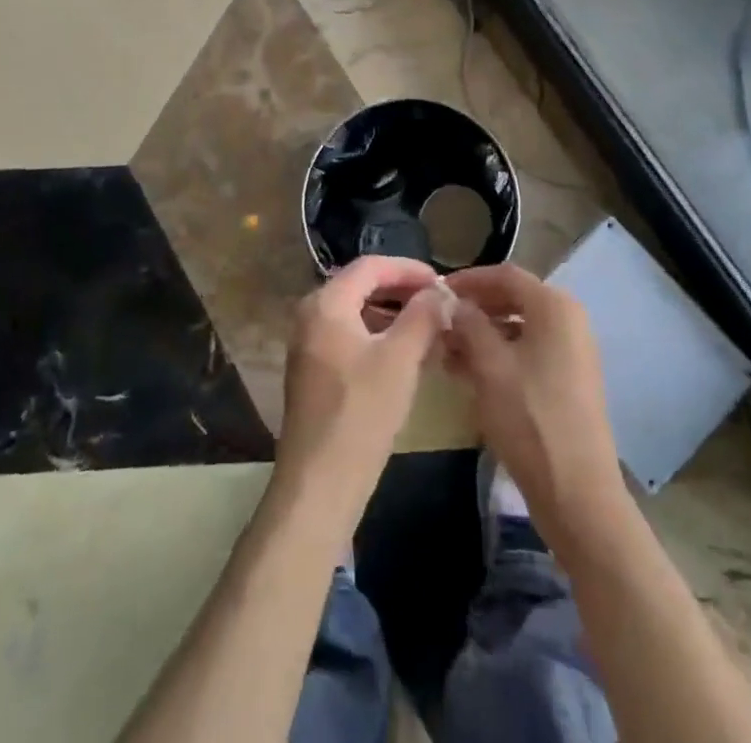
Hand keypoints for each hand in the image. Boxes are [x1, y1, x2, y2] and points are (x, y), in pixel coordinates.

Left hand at [275, 255, 447, 529]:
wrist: (319, 484)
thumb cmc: (361, 413)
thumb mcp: (401, 359)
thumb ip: (423, 316)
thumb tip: (440, 292)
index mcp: (326, 303)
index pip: (370, 266)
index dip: (409, 269)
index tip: (442, 282)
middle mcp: (311, 316)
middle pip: (362, 286)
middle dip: (402, 292)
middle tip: (439, 304)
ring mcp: (309, 345)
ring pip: (358, 314)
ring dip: (394, 315)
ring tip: (430, 329)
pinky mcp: (314, 372)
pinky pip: (350, 337)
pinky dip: (380, 337)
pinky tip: (408, 356)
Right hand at [443, 266, 625, 540]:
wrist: (577, 492)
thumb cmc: (529, 418)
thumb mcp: (489, 365)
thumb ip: (468, 324)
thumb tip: (452, 302)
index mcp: (554, 306)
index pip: (505, 275)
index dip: (468, 279)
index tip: (435, 292)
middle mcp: (569, 319)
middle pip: (513, 299)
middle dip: (473, 309)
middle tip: (438, 322)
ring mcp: (572, 351)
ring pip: (518, 327)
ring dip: (482, 334)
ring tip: (445, 350)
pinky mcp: (569, 379)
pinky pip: (528, 351)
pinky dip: (499, 354)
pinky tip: (467, 372)